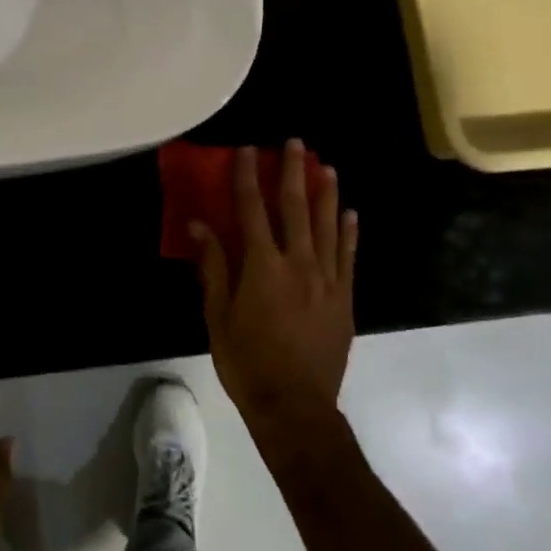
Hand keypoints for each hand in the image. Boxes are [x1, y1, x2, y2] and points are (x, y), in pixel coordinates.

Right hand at [191, 140, 356, 456]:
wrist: (295, 406)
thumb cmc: (247, 362)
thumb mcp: (217, 316)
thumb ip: (213, 266)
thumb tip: (199, 224)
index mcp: (262, 266)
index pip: (251, 210)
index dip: (247, 177)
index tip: (247, 150)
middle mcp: (298, 263)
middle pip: (295, 208)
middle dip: (293, 172)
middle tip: (295, 144)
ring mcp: (327, 279)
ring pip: (328, 225)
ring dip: (326, 193)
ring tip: (326, 166)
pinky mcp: (345, 298)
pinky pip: (349, 256)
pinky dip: (349, 232)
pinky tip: (350, 213)